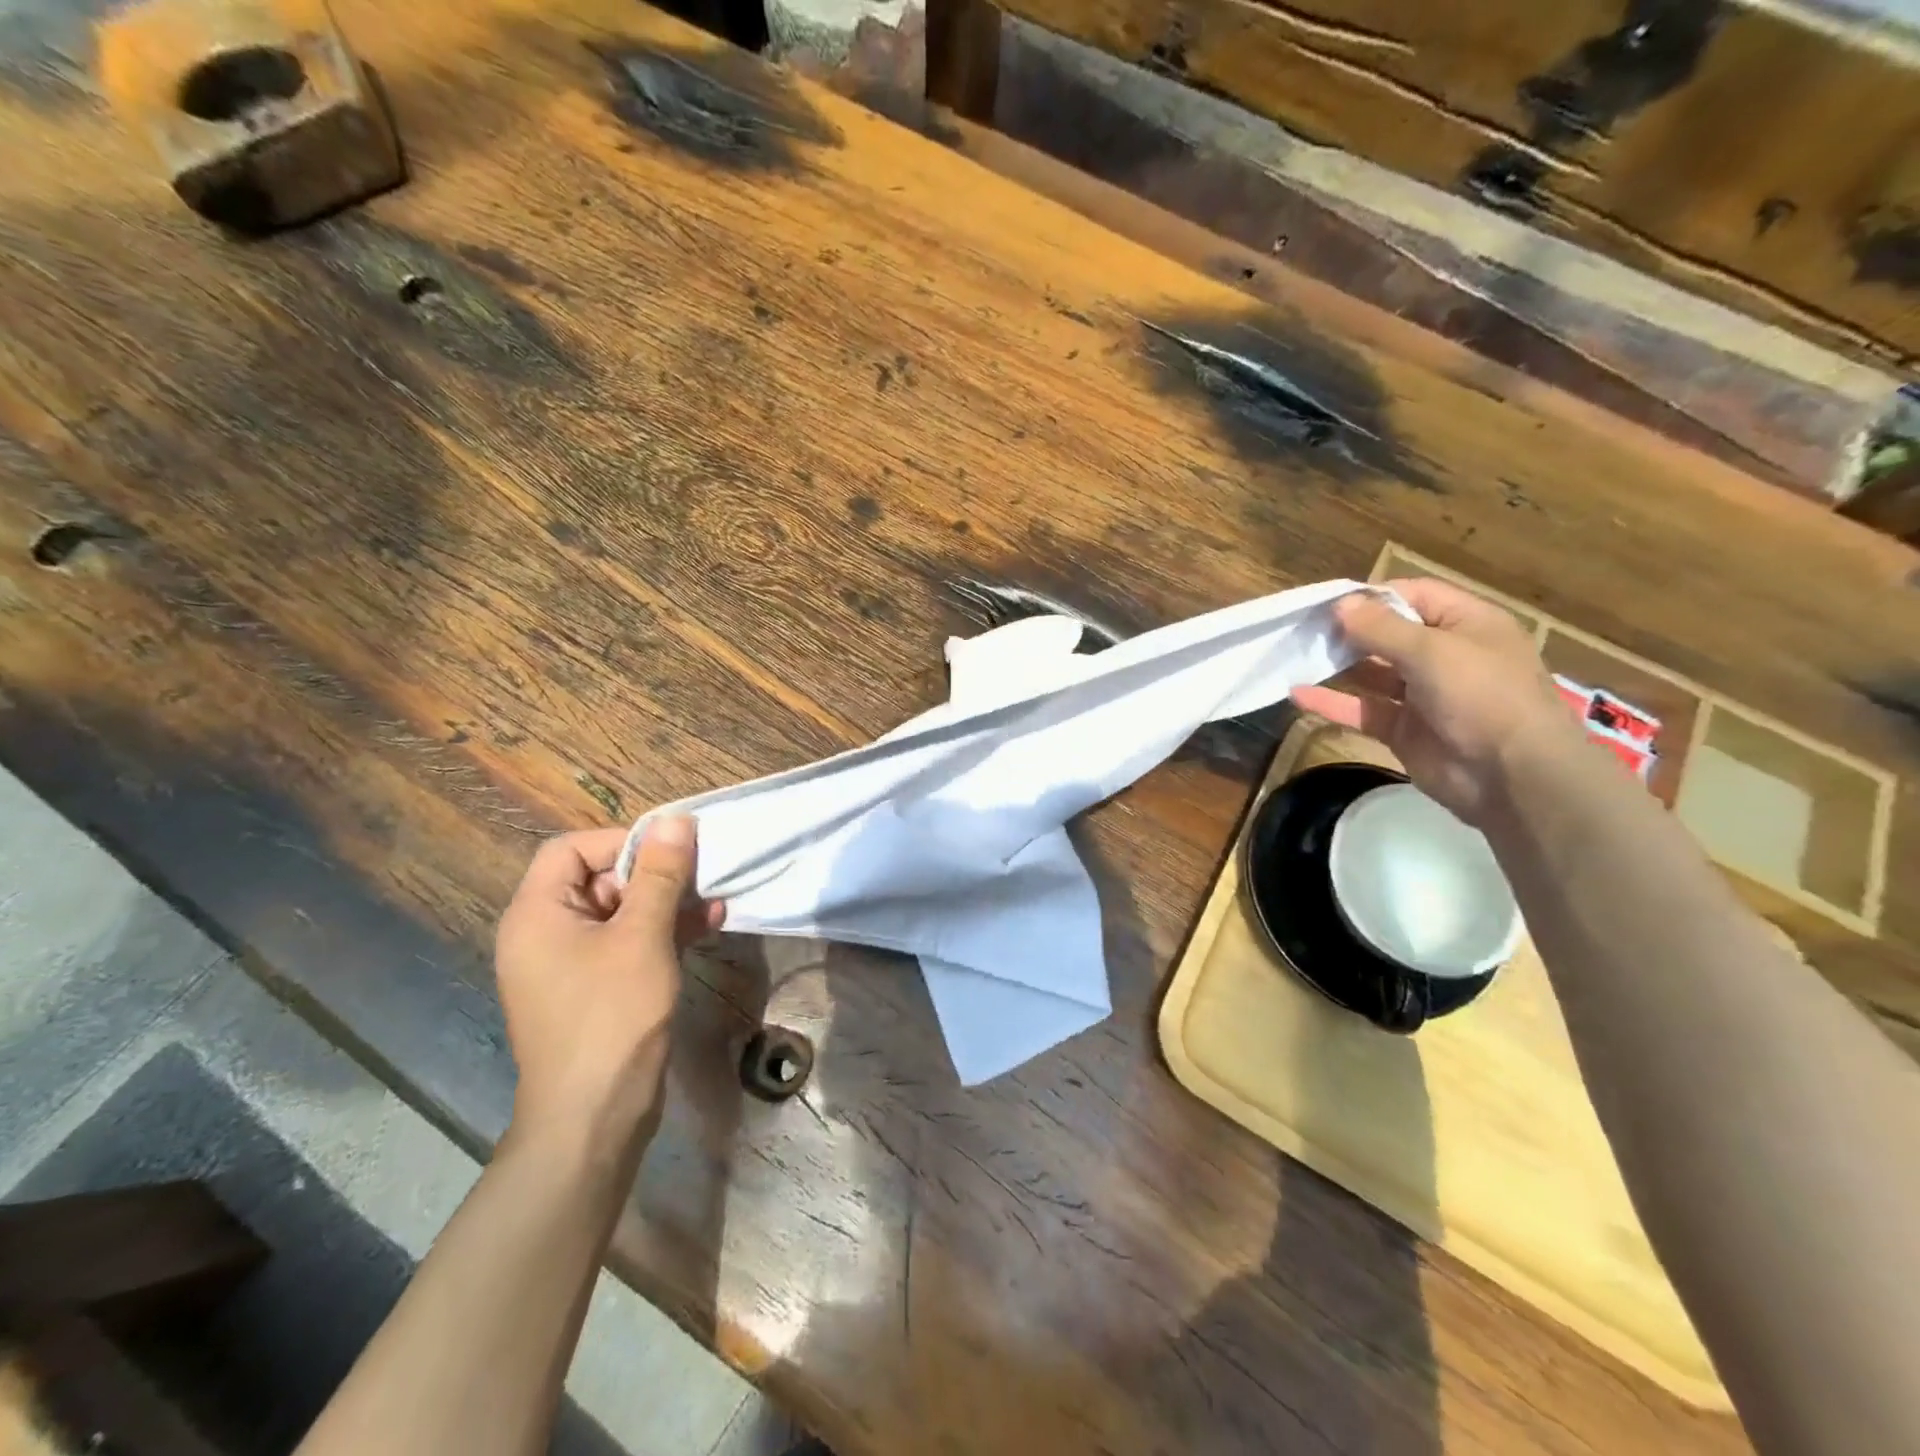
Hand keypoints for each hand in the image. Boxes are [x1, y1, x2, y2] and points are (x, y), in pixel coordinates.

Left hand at [494, 819, 722, 1145]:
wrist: (594, 1117)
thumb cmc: (612, 1016)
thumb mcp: (642, 936)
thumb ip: (660, 874)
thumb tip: (675, 819)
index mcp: (537, 914)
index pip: (572, 849)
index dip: (622, 842)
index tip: (671, 853)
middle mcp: (545, 933)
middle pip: (599, 878)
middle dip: (655, 874)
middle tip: (700, 878)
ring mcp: (570, 965)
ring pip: (621, 912)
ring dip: (668, 903)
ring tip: (716, 903)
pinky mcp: (595, 989)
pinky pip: (627, 944)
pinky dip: (663, 933)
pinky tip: (707, 929)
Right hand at [1292, 578, 1578, 824]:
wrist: (1513, 775)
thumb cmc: (1482, 695)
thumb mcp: (1431, 651)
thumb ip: (1381, 628)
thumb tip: (1340, 604)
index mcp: (1466, 624)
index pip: (1414, 595)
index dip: (1372, 596)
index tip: (1328, 603)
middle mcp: (1445, 655)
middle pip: (1389, 634)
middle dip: (1348, 631)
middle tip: (1304, 629)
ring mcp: (1423, 694)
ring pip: (1372, 673)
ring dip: (1337, 665)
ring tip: (1297, 657)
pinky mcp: (1403, 729)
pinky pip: (1362, 709)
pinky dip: (1332, 703)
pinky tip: (1298, 694)